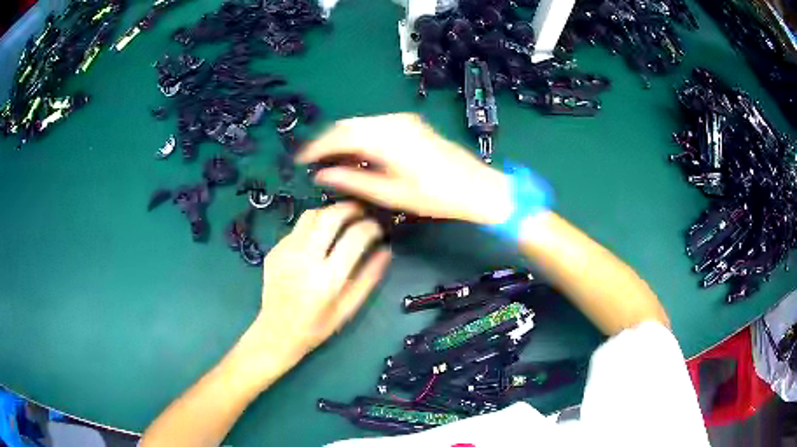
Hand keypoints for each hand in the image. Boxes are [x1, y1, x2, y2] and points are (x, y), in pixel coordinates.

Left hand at [234, 202, 390, 387]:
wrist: (277, 332)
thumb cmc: (317, 326)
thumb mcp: (348, 308)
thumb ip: (369, 278)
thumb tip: (386, 251)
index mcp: (327, 278)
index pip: (355, 237)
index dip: (371, 227)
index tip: (377, 229)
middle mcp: (304, 259)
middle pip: (330, 216)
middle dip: (350, 208)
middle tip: (361, 211)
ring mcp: (286, 252)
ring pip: (310, 215)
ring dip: (329, 212)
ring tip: (341, 219)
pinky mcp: (274, 250)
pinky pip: (297, 228)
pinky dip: (312, 226)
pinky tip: (318, 239)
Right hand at [297, 113, 512, 224]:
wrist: (476, 187)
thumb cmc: (436, 196)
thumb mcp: (390, 193)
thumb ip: (353, 180)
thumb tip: (322, 174)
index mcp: (385, 137)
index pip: (339, 135)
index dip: (316, 147)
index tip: (299, 160)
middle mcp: (392, 121)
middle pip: (347, 126)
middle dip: (327, 142)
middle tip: (313, 162)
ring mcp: (403, 120)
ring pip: (360, 125)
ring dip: (343, 140)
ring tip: (331, 162)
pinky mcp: (411, 124)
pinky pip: (375, 127)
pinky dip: (360, 139)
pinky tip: (356, 156)